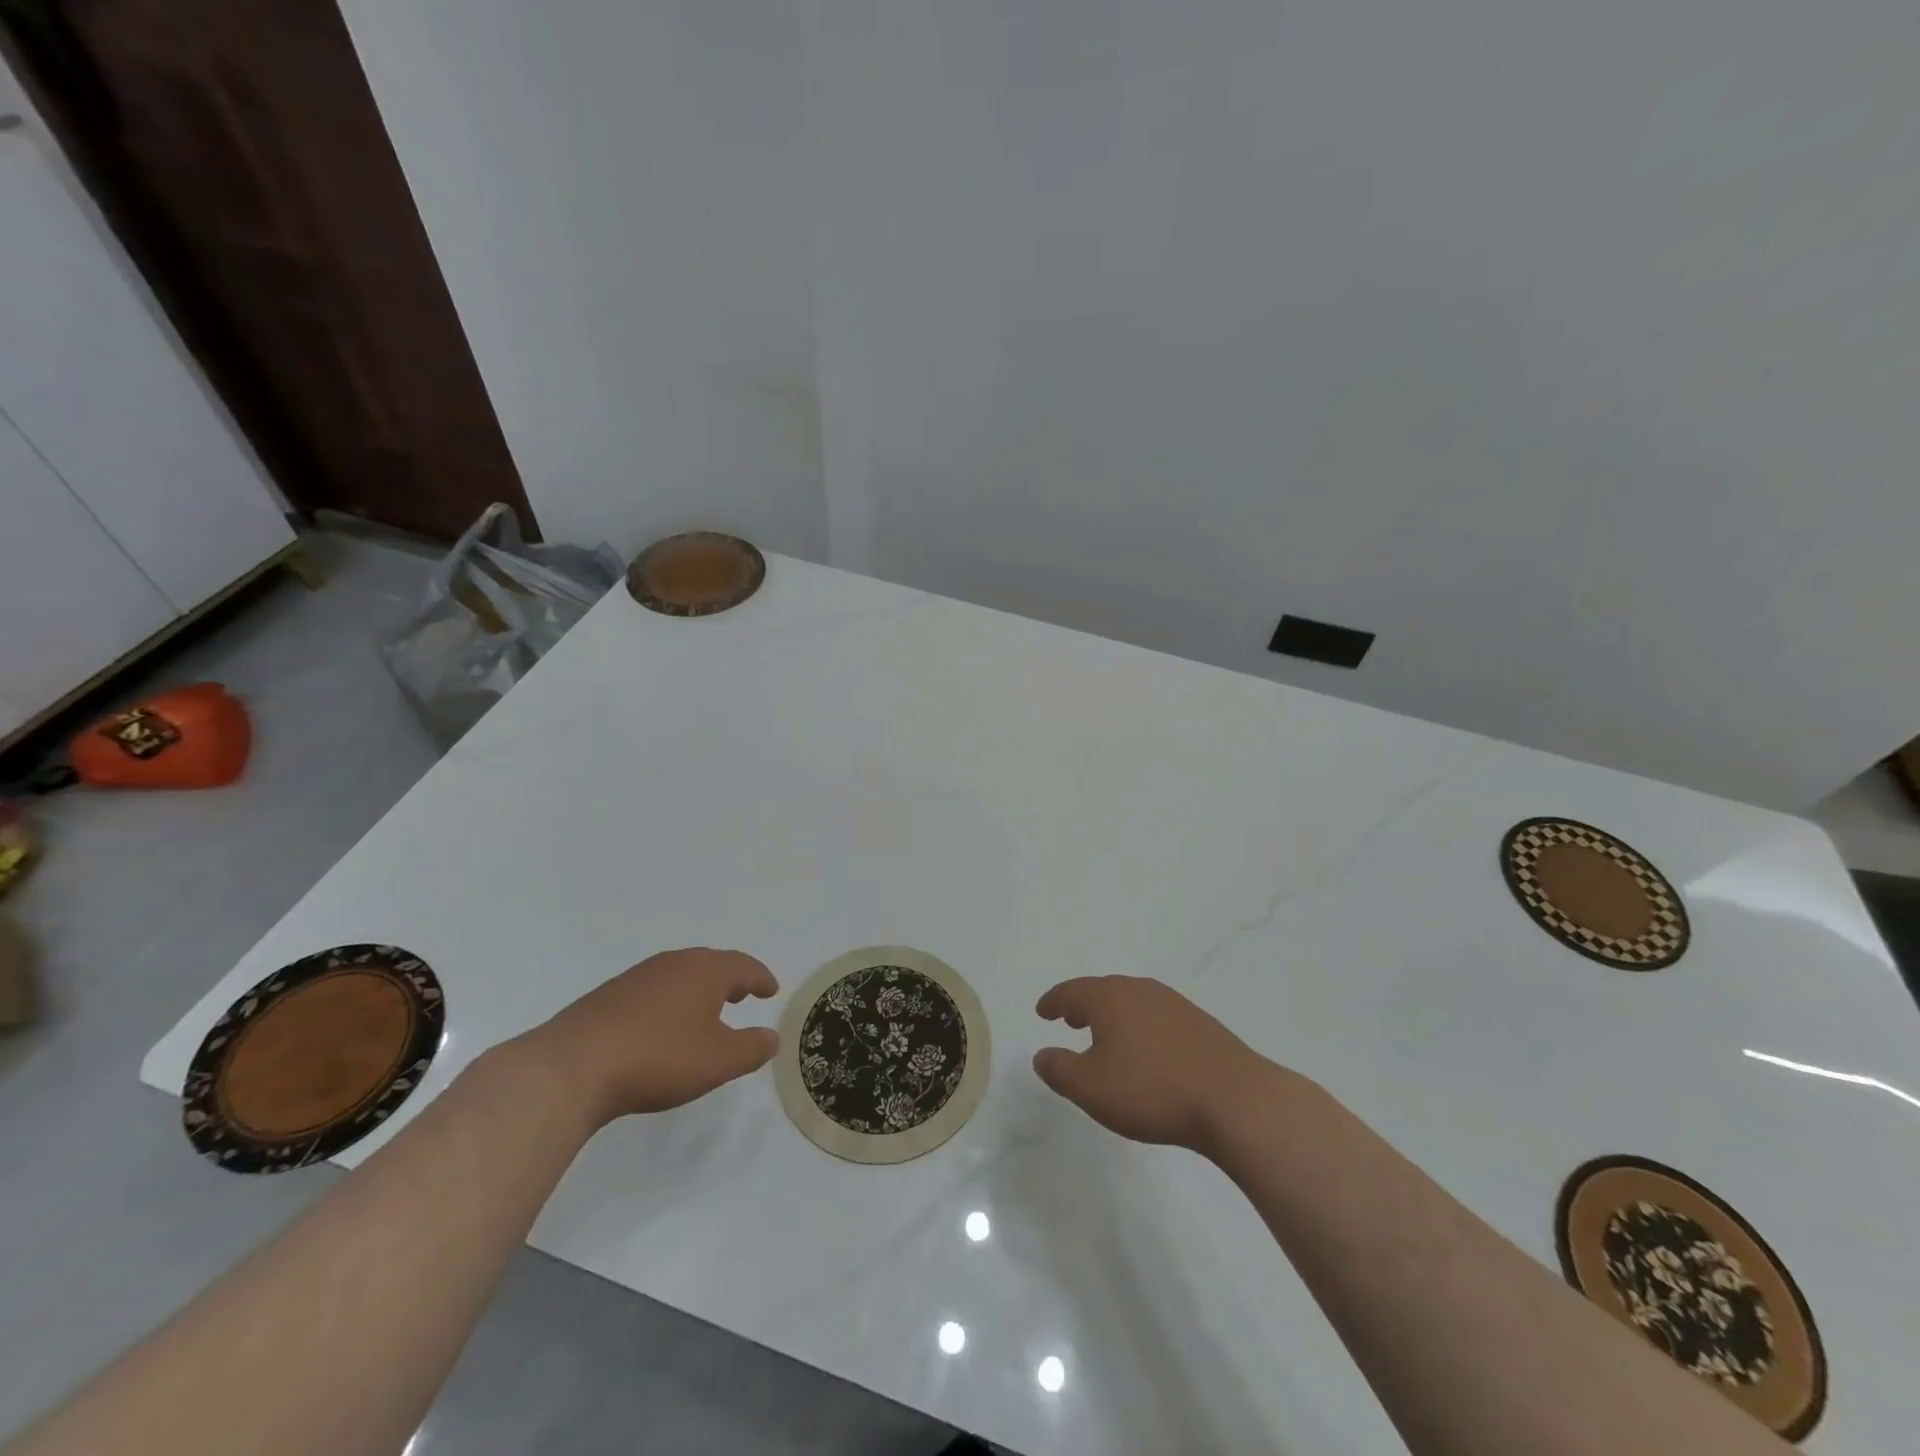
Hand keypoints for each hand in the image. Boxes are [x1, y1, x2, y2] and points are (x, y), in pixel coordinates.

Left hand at [521, 948, 779, 1127]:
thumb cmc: (658, 1058)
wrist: (572, 1067)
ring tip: (706, 1010)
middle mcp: (673, 964)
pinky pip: (654, 990)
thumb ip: (751, 1048)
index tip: (771, 989)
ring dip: (699, 989)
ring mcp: (638, 977)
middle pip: (711, 964)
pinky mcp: (609, 996)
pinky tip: (663, 1025)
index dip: (761, 978)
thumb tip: (772, 1037)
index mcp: (705, 971)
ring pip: (680, 975)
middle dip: (730, 978)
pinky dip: (670, 1001)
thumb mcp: (718, 1061)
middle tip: (743, 993)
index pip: (743, 966)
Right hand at [1033, 975, 1282, 1154]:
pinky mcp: (1199, 1023)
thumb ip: (1060, 1070)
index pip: (1071, 992)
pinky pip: (1155, 1016)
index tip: (1042, 1010)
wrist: (1234, 1099)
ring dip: (1112, 1014)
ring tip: (1104, 1035)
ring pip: (1131, 1001)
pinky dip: (1138, 1025)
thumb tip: (1042, 1055)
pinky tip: (1145, 1049)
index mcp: (1110, 998)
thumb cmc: (1152, 1090)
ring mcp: (1173, 1004)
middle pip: (1102, 990)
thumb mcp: (1091, 1088)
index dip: (1053, 1001)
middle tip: (1069, 1018)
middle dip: (1082, 1004)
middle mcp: (1139, 990)